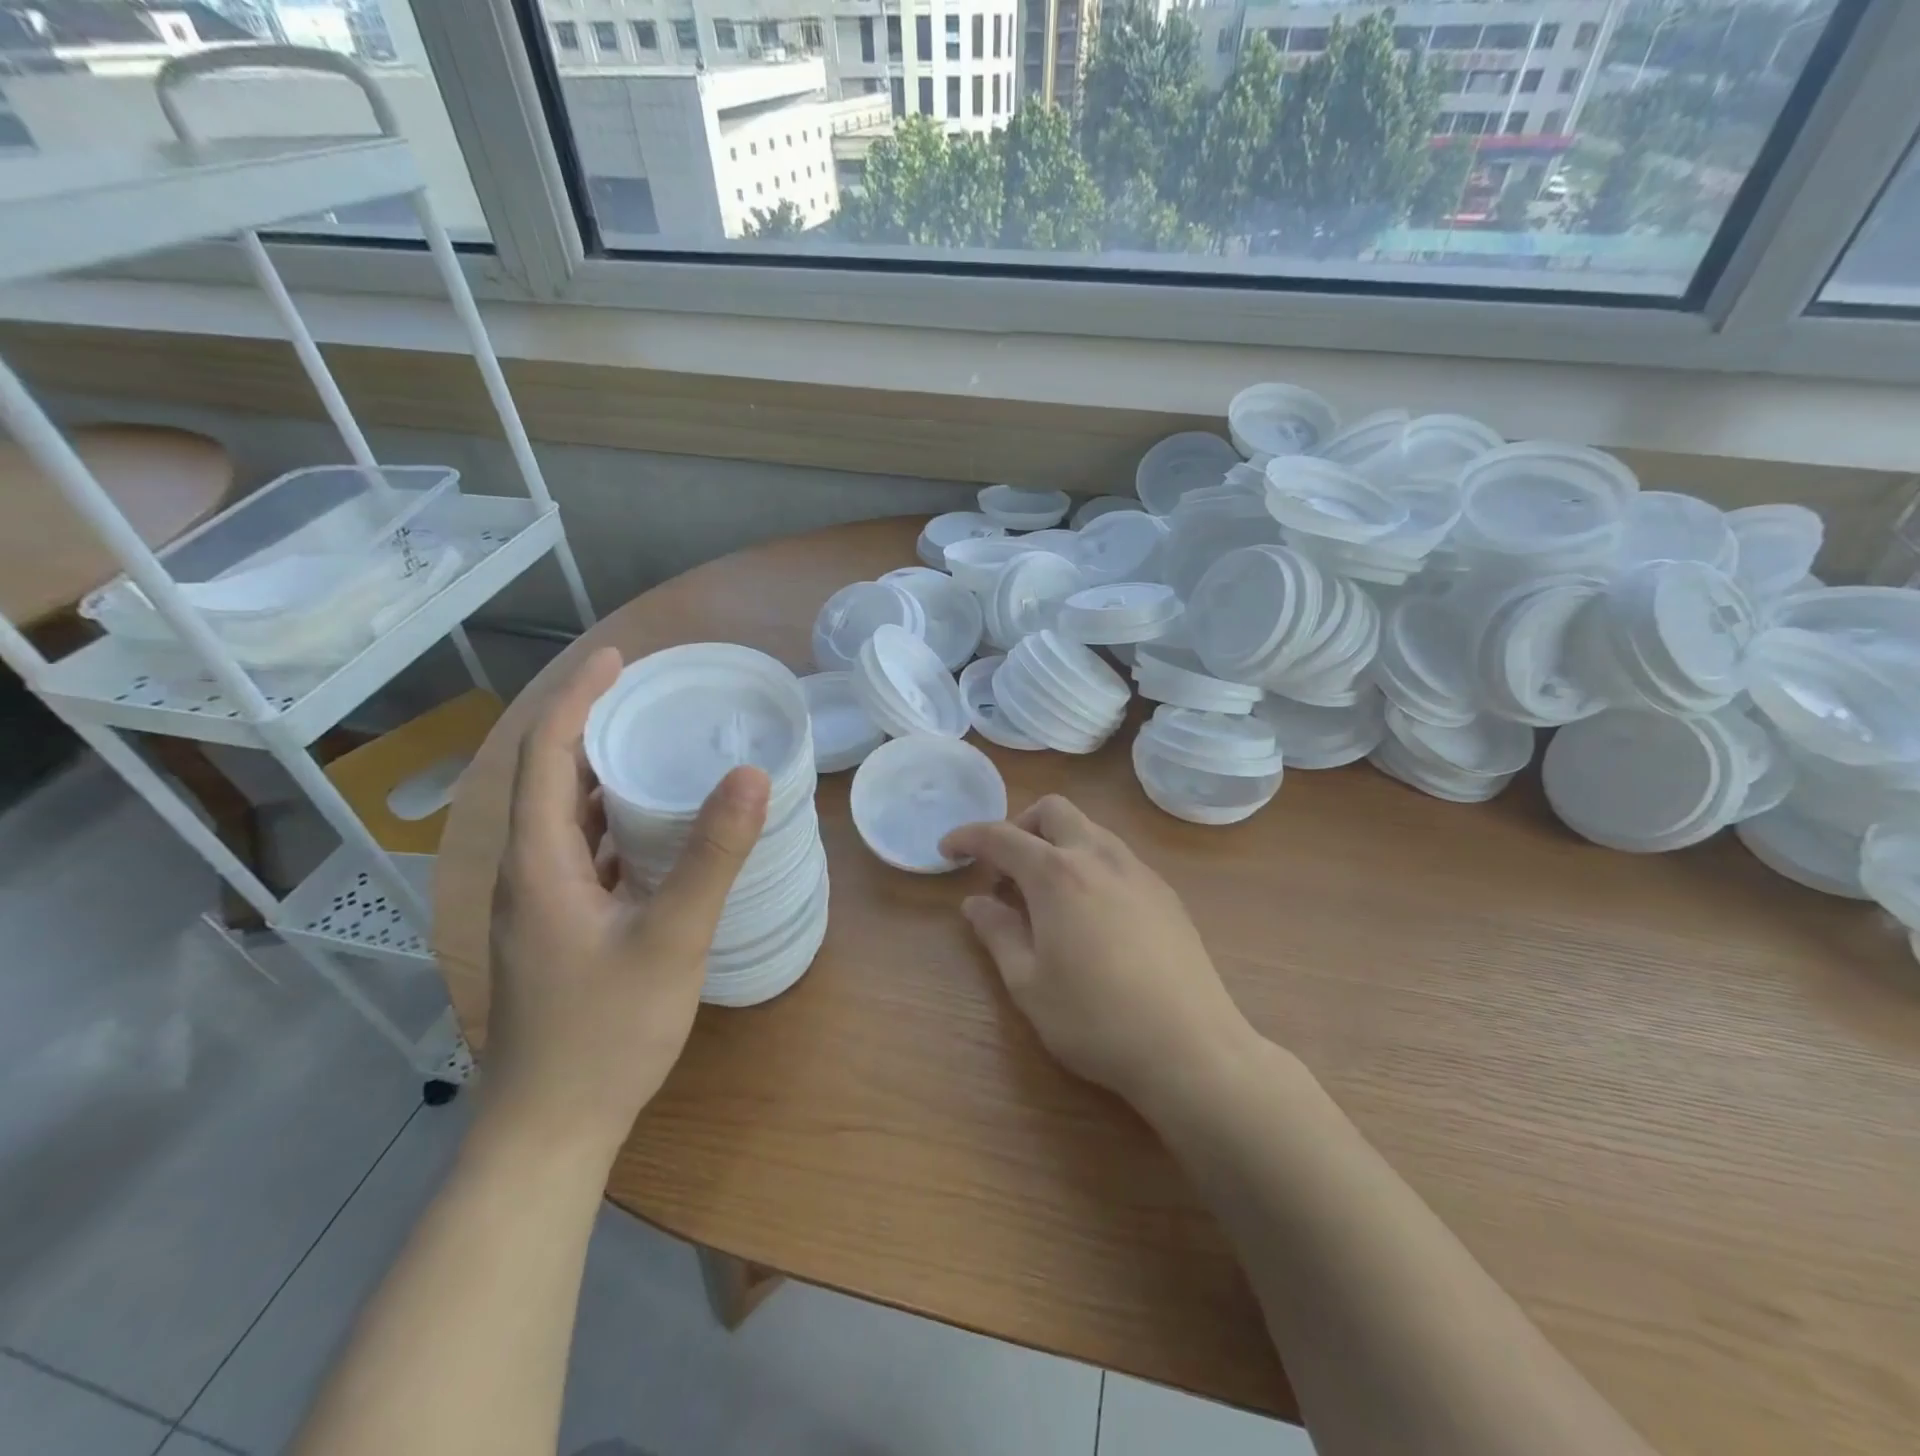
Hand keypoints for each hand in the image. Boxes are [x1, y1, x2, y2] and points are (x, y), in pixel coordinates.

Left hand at [484, 647, 770, 1160]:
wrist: (550, 1131)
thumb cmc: (605, 1033)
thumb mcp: (671, 938)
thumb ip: (712, 856)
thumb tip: (752, 776)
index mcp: (540, 862)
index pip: (548, 754)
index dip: (580, 698)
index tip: (620, 658)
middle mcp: (529, 874)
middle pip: (551, 779)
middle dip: (594, 727)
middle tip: (652, 697)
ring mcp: (542, 905)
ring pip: (566, 818)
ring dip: (603, 775)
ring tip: (657, 747)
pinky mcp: (560, 930)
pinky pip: (582, 853)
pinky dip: (613, 822)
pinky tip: (654, 830)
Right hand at [940, 795, 1256, 1107]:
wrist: (1191, 1047)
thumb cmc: (1095, 1019)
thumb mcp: (1028, 983)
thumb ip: (998, 933)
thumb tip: (976, 903)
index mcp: (1057, 874)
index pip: (1001, 836)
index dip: (968, 837)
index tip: (947, 850)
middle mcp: (1098, 856)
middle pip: (1053, 810)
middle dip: (1020, 826)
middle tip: (1004, 870)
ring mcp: (1138, 871)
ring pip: (1089, 829)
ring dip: (1057, 843)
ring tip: (1045, 895)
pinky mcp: (1165, 892)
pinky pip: (1116, 856)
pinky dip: (1088, 863)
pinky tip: (1089, 913)